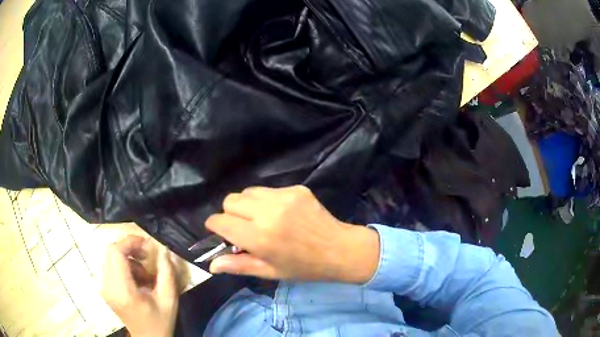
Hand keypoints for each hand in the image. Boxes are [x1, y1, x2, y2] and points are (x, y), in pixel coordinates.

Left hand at [101, 236, 179, 336]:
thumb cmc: (160, 321)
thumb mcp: (169, 299)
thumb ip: (167, 272)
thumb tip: (164, 249)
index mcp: (123, 291)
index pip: (115, 253)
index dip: (129, 242)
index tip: (146, 244)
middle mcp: (108, 287)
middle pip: (110, 252)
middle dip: (129, 248)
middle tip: (146, 255)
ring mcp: (104, 288)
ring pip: (110, 257)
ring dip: (127, 258)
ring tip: (144, 273)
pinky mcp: (105, 289)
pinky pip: (110, 266)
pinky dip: (124, 266)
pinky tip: (137, 278)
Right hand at [206, 185, 379, 282]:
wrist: (340, 250)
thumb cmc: (304, 267)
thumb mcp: (270, 271)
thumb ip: (238, 265)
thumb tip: (211, 265)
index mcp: (260, 237)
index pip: (220, 221)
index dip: (215, 226)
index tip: (220, 232)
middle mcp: (268, 212)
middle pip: (230, 200)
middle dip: (229, 214)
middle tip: (243, 227)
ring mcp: (283, 197)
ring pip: (248, 192)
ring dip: (247, 205)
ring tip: (260, 219)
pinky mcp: (296, 189)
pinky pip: (268, 190)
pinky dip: (266, 201)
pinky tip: (280, 214)